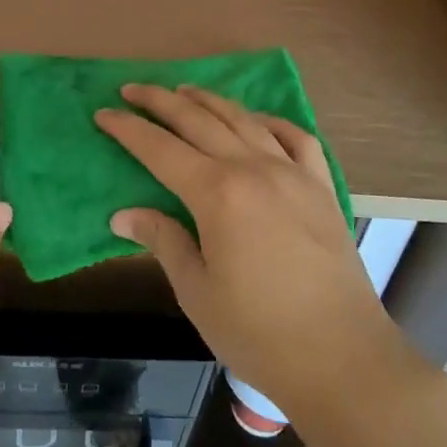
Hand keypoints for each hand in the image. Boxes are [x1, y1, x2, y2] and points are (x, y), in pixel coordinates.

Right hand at [95, 84, 416, 425]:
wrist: (342, 357)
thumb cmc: (258, 331)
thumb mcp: (196, 291)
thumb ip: (163, 240)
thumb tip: (124, 214)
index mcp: (217, 193)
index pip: (160, 149)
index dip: (128, 129)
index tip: (103, 113)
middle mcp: (254, 169)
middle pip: (199, 121)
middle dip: (161, 101)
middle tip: (132, 88)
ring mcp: (293, 174)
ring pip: (244, 120)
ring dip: (209, 101)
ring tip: (184, 91)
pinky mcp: (321, 188)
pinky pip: (296, 137)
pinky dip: (270, 121)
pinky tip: (256, 121)